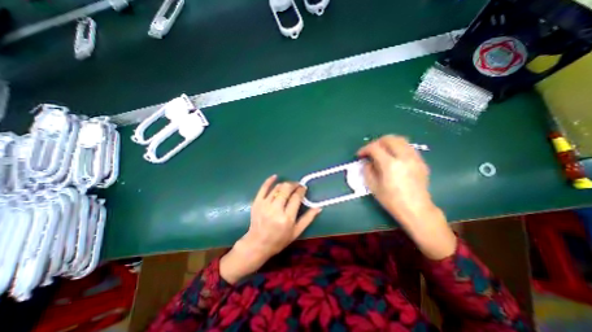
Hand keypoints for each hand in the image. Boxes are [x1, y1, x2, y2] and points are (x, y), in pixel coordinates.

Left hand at [219, 176, 319, 282]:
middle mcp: (276, 209)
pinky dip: (269, 181)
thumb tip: (319, 207)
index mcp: (287, 218)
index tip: (304, 188)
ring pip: (277, 188)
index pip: (296, 197)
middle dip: (294, 184)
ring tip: (289, 186)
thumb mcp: (296, 232)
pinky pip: (263, 188)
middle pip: (286, 189)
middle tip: (298, 186)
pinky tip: (275, 176)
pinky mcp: (257, 202)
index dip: (301, 190)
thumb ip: (308, 218)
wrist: (258, 244)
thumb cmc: (279, 240)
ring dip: (285, 184)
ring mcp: (265, 204)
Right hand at [355, 135, 456, 258]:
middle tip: (370, 150)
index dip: (365, 149)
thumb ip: (367, 170)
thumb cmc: (392, 200)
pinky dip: (398, 147)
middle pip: (389, 139)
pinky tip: (393, 156)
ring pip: (401, 140)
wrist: (416, 209)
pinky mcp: (421, 161)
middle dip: (376, 142)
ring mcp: (414, 158)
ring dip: (388, 142)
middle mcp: (403, 157)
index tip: (360, 155)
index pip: (375, 148)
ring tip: (381, 151)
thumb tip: (367, 161)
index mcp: (390, 165)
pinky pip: (408, 147)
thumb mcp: (373, 186)